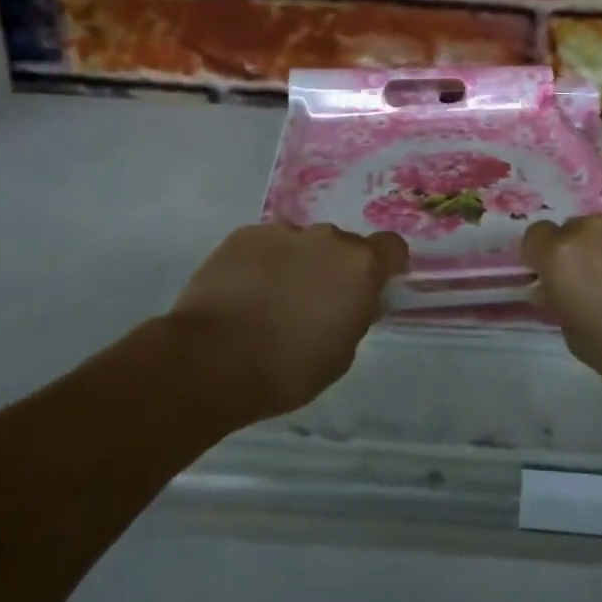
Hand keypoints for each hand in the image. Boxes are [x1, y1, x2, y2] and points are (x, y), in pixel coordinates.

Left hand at [170, 223, 407, 422]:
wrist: (210, 361)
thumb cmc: (286, 369)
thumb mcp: (341, 355)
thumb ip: (355, 317)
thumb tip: (353, 302)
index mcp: (360, 266)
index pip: (392, 247)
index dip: (386, 265)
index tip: (372, 286)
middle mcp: (327, 238)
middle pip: (343, 246)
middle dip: (334, 268)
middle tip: (313, 303)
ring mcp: (283, 232)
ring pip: (301, 244)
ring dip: (296, 264)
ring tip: (269, 301)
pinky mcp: (244, 235)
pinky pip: (265, 245)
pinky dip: (261, 264)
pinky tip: (242, 295)